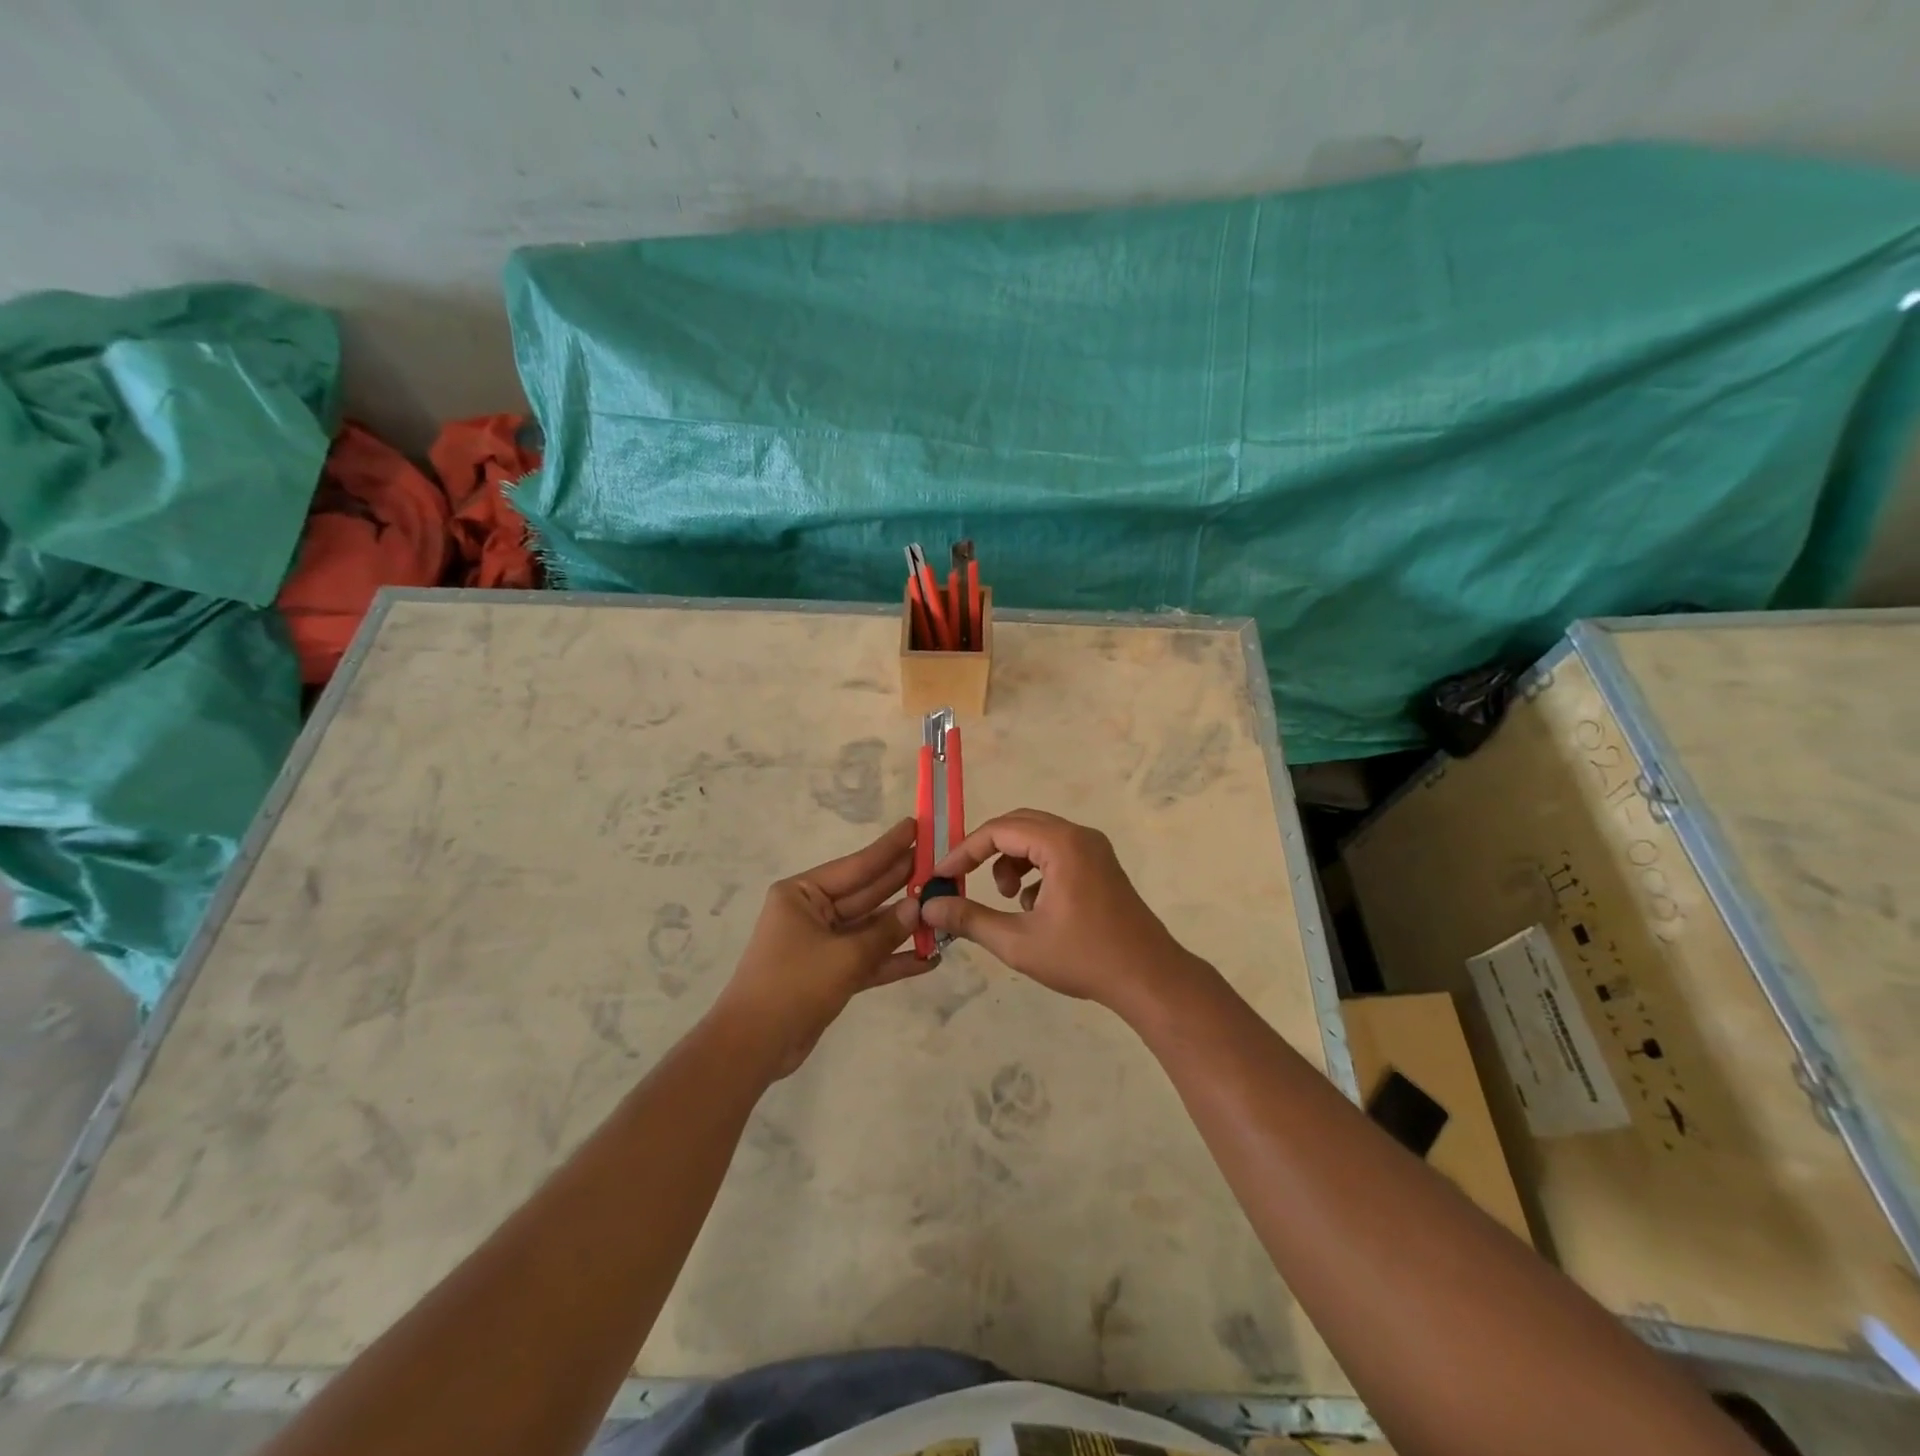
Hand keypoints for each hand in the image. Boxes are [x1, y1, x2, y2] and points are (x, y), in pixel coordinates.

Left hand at [712, 818, 926, 1077]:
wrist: (754, 1046)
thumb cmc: (793, 985)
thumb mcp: (844, 956)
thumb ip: (885, 931)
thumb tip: (919, 907)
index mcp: (802, 893)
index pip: (856, 865)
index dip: (889, 848)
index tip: (916, 826)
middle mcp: (812, 912)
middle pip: (866, 893)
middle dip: (902, 882)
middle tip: (940, 862)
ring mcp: (822, 943)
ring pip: (871, 927)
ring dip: (905, 924)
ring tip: (944, 908)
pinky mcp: (831, 973)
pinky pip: (868, 958)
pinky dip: (895, 959)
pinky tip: (930, 959)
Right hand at [918, 808, 1200, 1013]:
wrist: (1149, 978)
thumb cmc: (1083, 958)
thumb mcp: (1018, 942)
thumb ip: (969, 919)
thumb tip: (929, 907)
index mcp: (1061, 844)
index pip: (999, 830)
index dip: (964, 851)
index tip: (941, 876)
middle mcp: (1079, 835)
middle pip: (1018, 825)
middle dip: (986, 851)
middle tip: (963, 879)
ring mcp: (1094, 849)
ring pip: (1037, 838)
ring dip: (1012, 861)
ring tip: (1007, 899)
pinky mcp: (1101, 865)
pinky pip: (1056, 851)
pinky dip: (1035, 869)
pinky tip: (1034, 907)